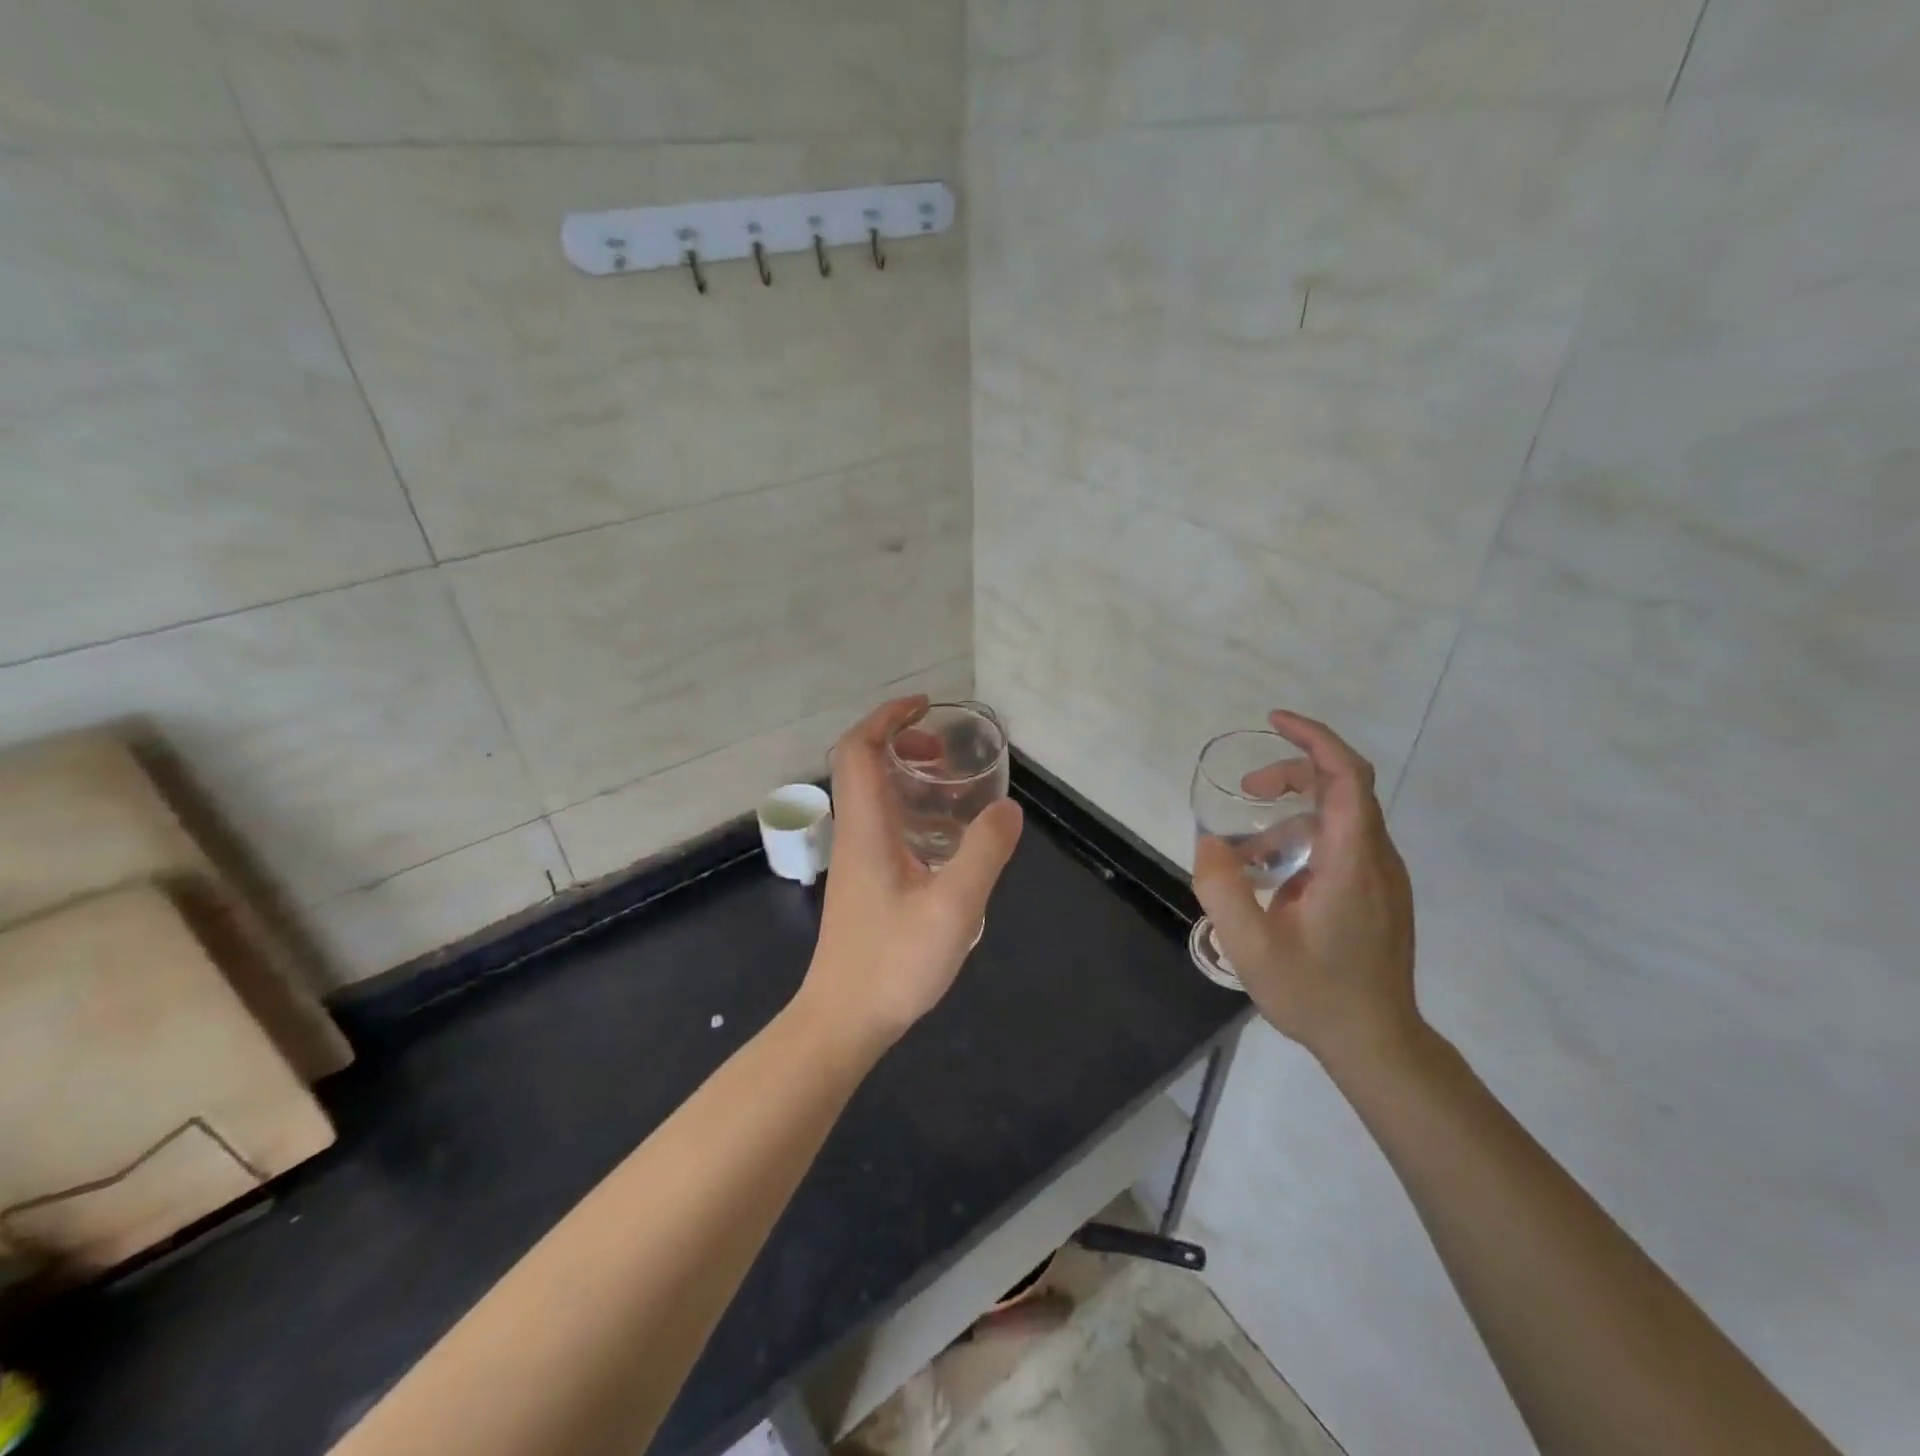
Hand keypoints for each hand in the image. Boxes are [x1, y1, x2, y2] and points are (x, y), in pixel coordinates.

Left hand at [799, 696, 1023, 1048]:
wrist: (844, 1019)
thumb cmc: (894, 962)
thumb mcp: (954, 906)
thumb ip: (984, 852)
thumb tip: (1007, 807)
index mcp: (867, 827)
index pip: (859, 750)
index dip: (888, 718)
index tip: (925, 708)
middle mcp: (855, 834)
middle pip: (862, 766)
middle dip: (901, 744)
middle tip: (946, 753)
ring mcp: (856, 860)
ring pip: (873, 797)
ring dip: (906, 778)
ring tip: (953, 790)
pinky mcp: (864, 883)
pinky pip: (883, 826)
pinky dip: (910, 811)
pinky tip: (945, 841)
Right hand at [1193, 710, 1419, 1071]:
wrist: (1378, 1043)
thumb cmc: (1316, 993)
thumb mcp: (1251, 946)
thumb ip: (1222, 888)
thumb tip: (1210, 842)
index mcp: (1351, 861)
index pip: (1346, 776)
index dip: (1313, 738)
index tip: (1274, 721)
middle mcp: (1376, 859)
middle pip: (1343, 787)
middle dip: (1291, 774)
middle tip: (1245, 788)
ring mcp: (1382, 877)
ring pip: (1340, 818)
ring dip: (1290, 815)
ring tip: (1246, 854)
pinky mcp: (1378, 894)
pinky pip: (1342, 845)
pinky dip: (1303, 841)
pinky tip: (1272, 880)